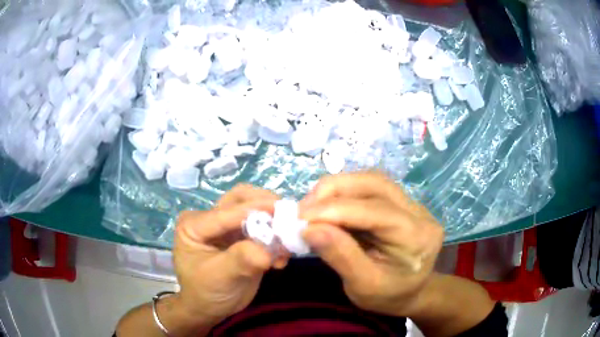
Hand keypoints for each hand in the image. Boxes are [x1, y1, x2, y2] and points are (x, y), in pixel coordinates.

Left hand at [173, 184, 284, 323]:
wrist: (210, 308)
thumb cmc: (205, 292)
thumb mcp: (219, 277)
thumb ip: (241, 260)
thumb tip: (267, 250)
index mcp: (194, 224)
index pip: (226, 212)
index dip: (253, 209)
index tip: (280, 209)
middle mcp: (211, 219)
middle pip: (240, 199)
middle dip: (264, 205)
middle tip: (287, 216)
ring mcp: (228, 227)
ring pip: (253, 210)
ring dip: (273, 220)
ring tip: (287, 239)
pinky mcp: (243, 238)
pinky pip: (263, 228)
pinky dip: (276, 237)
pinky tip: (282, 256)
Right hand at [300, 172, 443, 316]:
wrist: (409, 293)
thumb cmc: (388, 296)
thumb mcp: (363, 286)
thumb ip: (340, 256)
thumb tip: (309, 228)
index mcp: (417, 237)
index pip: (376, 211)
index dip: (335, 210)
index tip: (301, 218)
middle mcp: (418, 213)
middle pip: (375, 184)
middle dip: (334, 190)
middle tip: (304, 208)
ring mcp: (411, 204)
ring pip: (371, 181)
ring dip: (337, 188)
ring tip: (312, 206)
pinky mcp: (399, 203)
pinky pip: (369, 189)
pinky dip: (343, 193)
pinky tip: (327, 206)